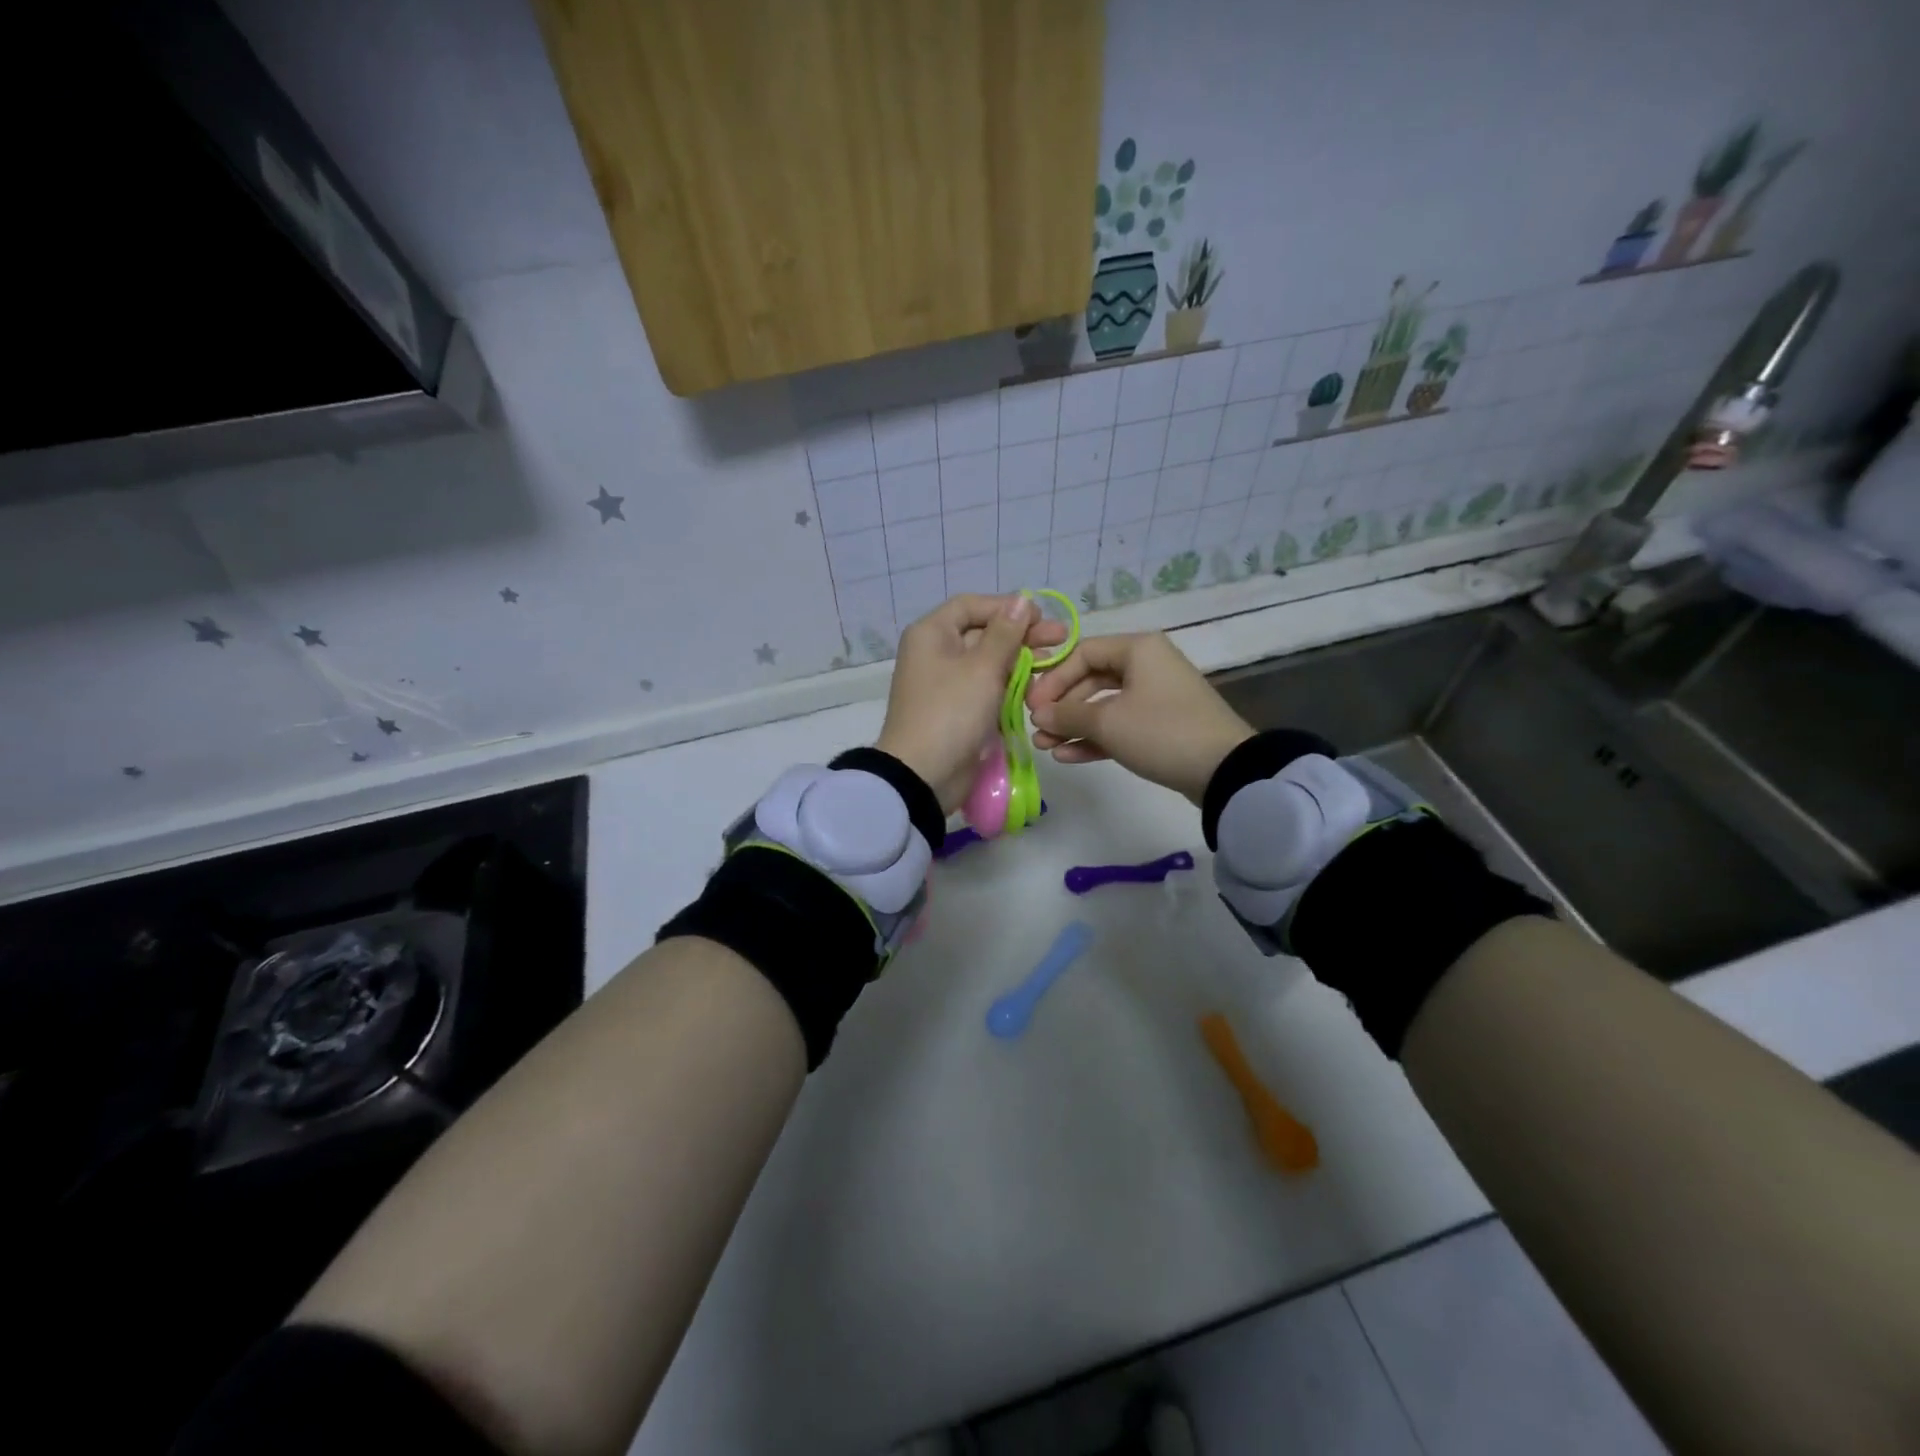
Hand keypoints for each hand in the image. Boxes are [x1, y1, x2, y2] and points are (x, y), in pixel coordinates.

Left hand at [877, 594, 1068, 813]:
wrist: (924, 774)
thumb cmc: (950, 712)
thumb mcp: (981, 668)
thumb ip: (1005, 633)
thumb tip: (1021, 599)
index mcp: (932, 634)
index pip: (972, 606)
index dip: (1007, 607)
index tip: (1041, 617)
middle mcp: (937, 653)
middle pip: (984, 634)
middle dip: (1023, 636)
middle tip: (1063, 640)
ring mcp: (948, 684)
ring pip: (990, 664)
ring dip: (1022, 663)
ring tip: (1056, 666)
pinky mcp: (960, 710)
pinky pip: (989, 689)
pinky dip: (1011, 687)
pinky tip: (1039, 690)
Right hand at [1026, 632, 1254, 804]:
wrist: (1224, 769)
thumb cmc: (1161, 731)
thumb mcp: (1108, 722)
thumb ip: (1067, 715)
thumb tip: (1038, 714)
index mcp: (1138, 649)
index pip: (1082, 653)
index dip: (1053, 678)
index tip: (1032, 705)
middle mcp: (1146, 666)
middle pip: (1091, 680)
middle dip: (1061, 707)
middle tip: (1035, 728)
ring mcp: (1154, 697)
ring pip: (1103, 706)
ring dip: (1073, 726)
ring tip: (1044, 747)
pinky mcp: (1160, 726)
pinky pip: (1119, 725)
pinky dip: (1095, 738)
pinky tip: (1067, 756)